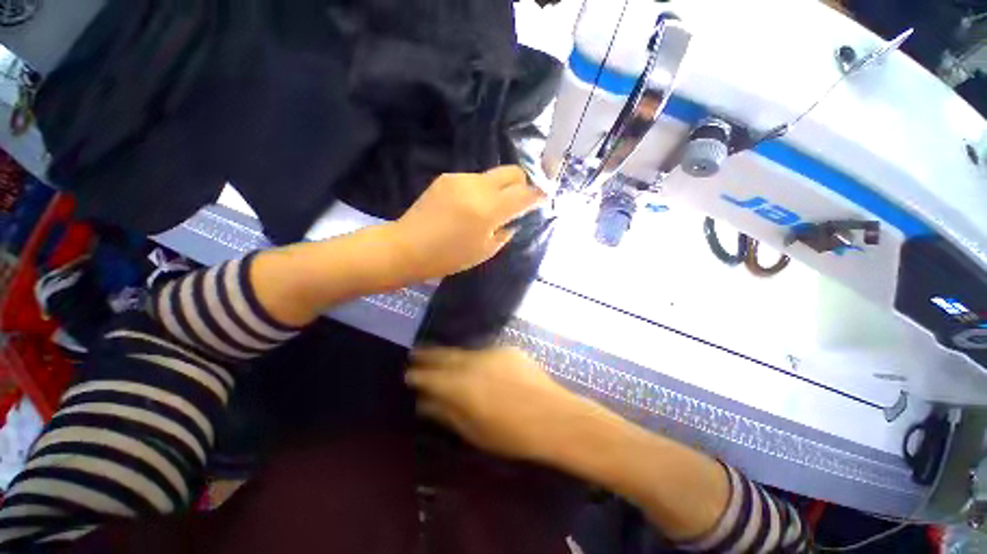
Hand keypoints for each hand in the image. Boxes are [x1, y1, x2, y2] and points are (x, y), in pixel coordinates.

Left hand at [388, 166, 543, 281]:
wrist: (408, 247)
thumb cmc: (449, 257)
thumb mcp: (485, 251)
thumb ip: (505, 231)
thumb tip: (514, 219)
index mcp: (489, 210)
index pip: (524, 193)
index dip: (538, 195)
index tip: (543, 198)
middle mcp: (477, 186)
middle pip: (512, 171)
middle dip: (522, 184)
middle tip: (519, 202)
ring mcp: (460, 178)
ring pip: (493, 175)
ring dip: (499, 189)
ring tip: (489, 209)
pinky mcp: (447, 177)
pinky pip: (474, 179)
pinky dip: (481, 190)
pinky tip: (469, 206)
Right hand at [406, 347, 605, 463]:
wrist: (554, 416)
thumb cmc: (512, 434)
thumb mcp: (474, 431)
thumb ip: (447, 413)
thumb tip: (425, 403)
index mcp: (461, 386)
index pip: (430, 375)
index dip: (418, 374)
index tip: (409, 373)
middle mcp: (473, 362)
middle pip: (444, 355)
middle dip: (428, 354)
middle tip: (416, 353)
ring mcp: (492, 352)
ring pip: (464, 351)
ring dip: (451, 355)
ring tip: (442, 356)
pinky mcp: (508, 349)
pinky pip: (485, 352)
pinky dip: (476, 358)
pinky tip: (477, 365)